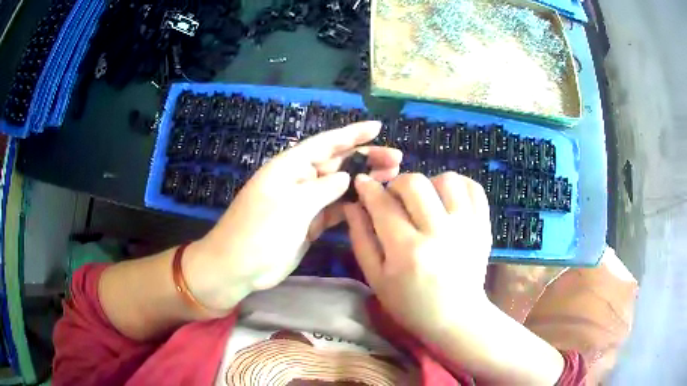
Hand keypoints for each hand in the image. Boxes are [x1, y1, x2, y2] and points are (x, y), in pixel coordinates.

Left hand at [187, 122, 401, 310]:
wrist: (239, 267)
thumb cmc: (260, 231)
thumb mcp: (293, 205)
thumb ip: (323, 188)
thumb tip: (347, 178)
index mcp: (291, 166)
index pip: (326, 143)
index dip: (352, 133)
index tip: (378, 128)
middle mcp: (299, 179)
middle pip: (337, 163)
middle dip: (366, 158)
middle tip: (396, 159)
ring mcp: (305, 202)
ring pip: (340, 186)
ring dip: (363, 182)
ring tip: (391, 178)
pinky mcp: (309, 223)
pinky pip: (335, 209)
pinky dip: (352, 205)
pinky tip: (371, 203)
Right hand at [343, 172, 492, 340]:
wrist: (456, 318)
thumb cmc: (410, 304)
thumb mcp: (376, 279)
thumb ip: (361, 239)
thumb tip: (353, 204)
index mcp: (408, 251)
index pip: (383, 204)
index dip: (369, 189)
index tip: (363, 182)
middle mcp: (440, 233)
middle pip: (415, 183)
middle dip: (397, 184)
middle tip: (395, 199)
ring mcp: (467, 227)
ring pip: (446, 179)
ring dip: (429, 184)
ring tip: (424, 202)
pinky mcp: (484, 226)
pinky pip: (473, 187)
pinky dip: (458, 185)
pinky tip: (447, 199)